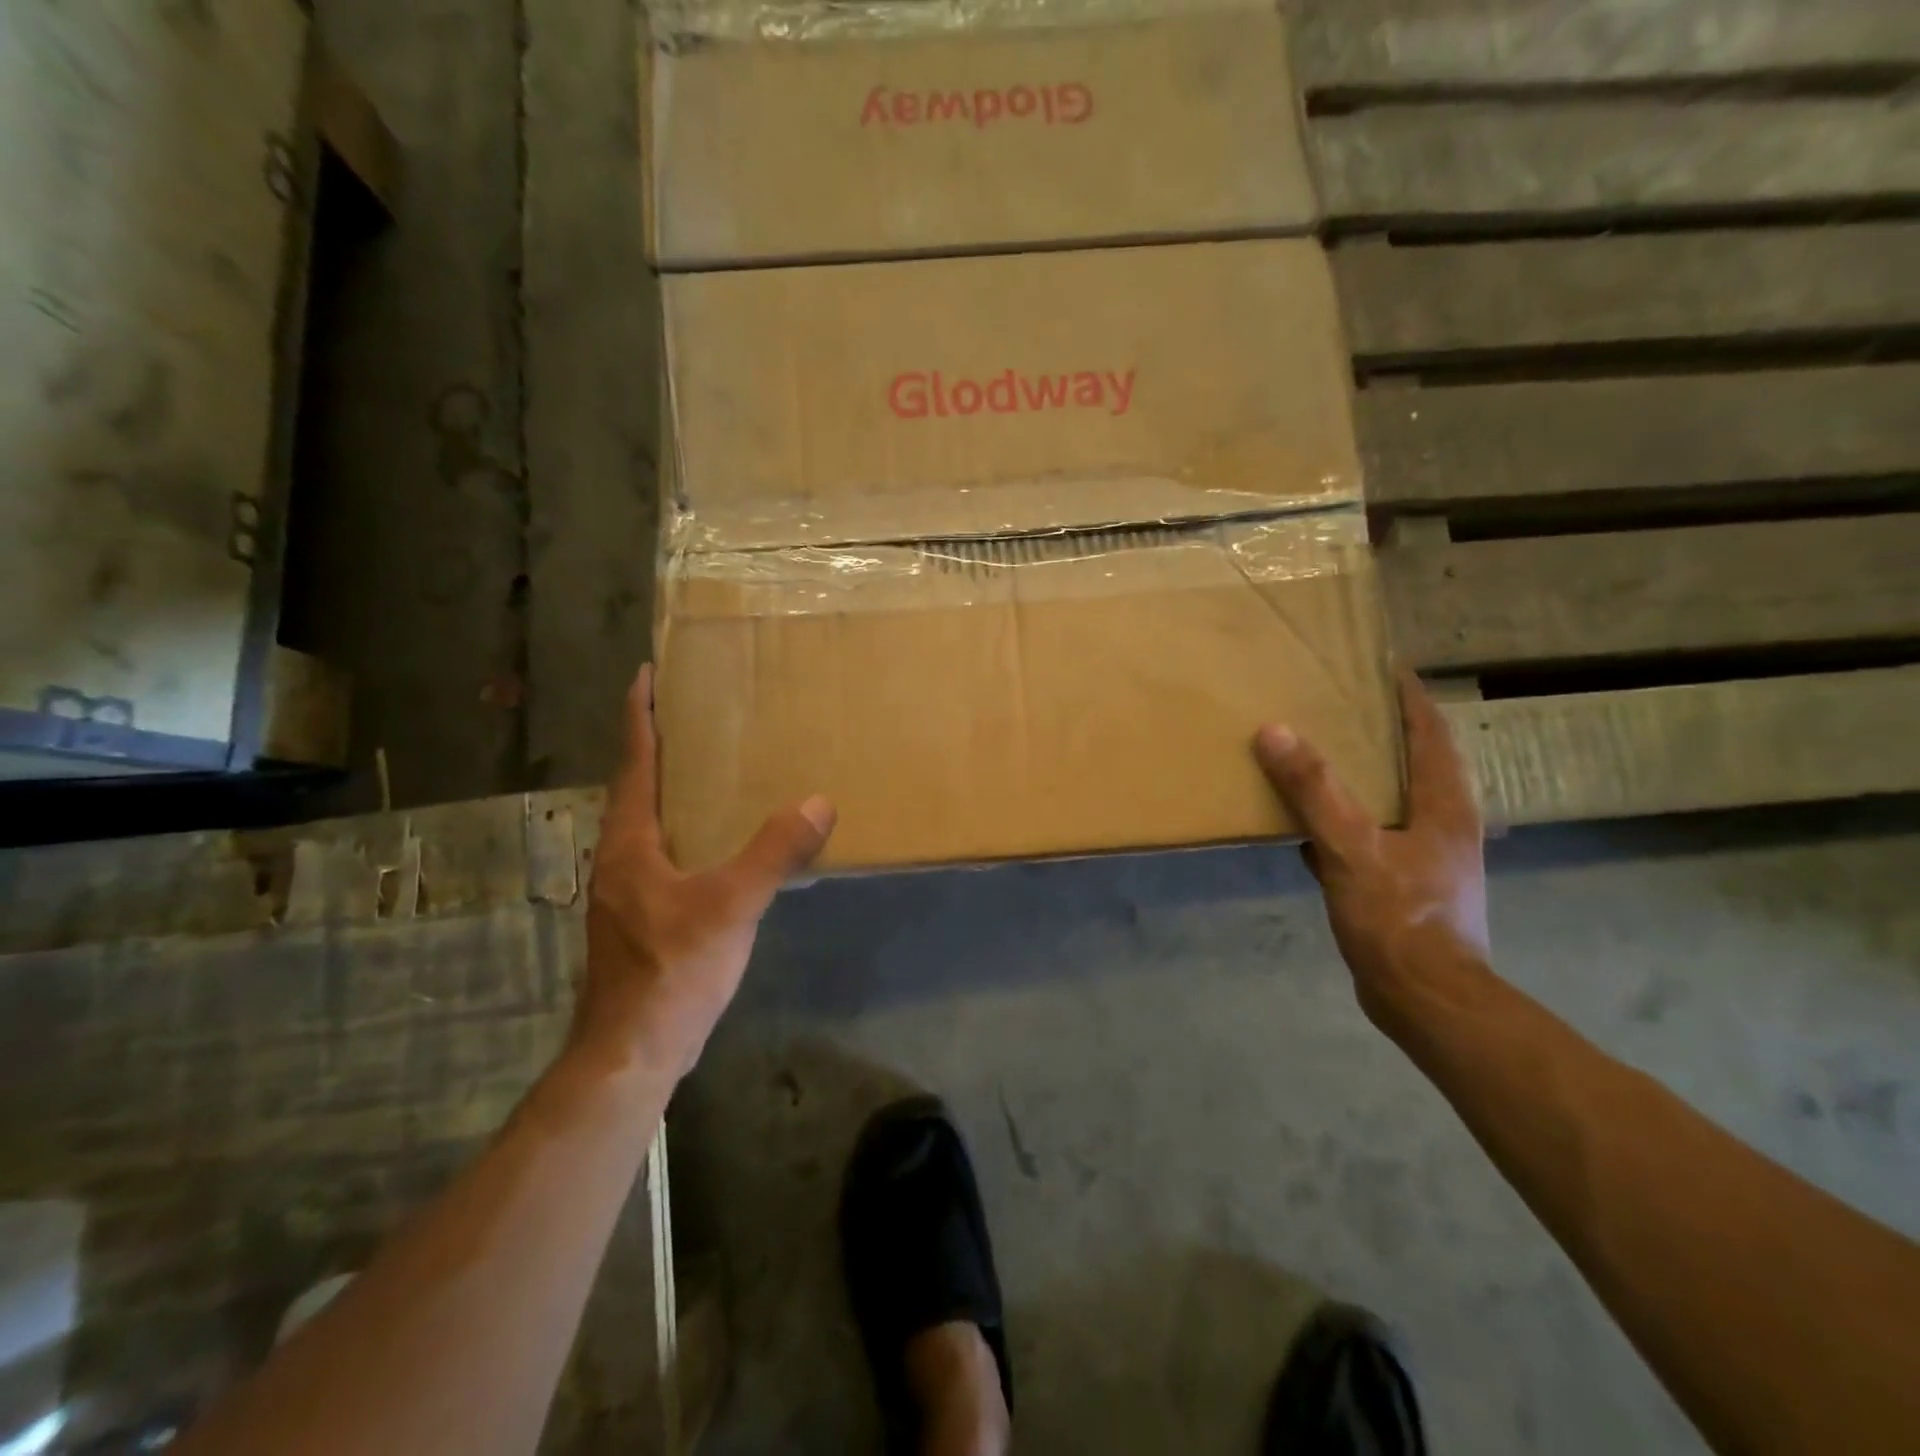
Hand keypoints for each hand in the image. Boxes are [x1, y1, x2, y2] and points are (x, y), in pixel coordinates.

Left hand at [577, 664, 835, 1079]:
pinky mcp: (640, 917)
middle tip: (691, 714)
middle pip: (635, 787)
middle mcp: (620, 857)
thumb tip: (819, 802)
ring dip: (668, 790)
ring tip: (706, 769)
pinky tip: (713, 842)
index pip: (634, 763)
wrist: (633, 1050)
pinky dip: (681, 830)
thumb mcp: (731, 906)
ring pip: (646, 823)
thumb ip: (775, 853)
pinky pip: (661, 853)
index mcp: (631, 842)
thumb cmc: (673, 969)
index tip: (645, 675)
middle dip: (656, 747)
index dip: (639, 717)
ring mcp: (626, 890)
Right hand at [1253, 672, 1488, 1023]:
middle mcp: (1442, 823)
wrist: (1426, 1000)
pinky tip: (1305, 825)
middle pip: (1413, 761)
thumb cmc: (1399, 917)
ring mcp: (1424, 857)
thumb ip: (1313, 790)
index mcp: (1444, 804)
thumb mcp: (1350, 847)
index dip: (1408, 695)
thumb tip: (1273, 730)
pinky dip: (1341, 821)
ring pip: (1388, 800)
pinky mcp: (1402, 885)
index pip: (1430, 731)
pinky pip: (1367, 836)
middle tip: (1337, 704)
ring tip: (1318, 754)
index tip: (1381, 665)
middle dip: (1380, 730)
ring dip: (1359, 776)